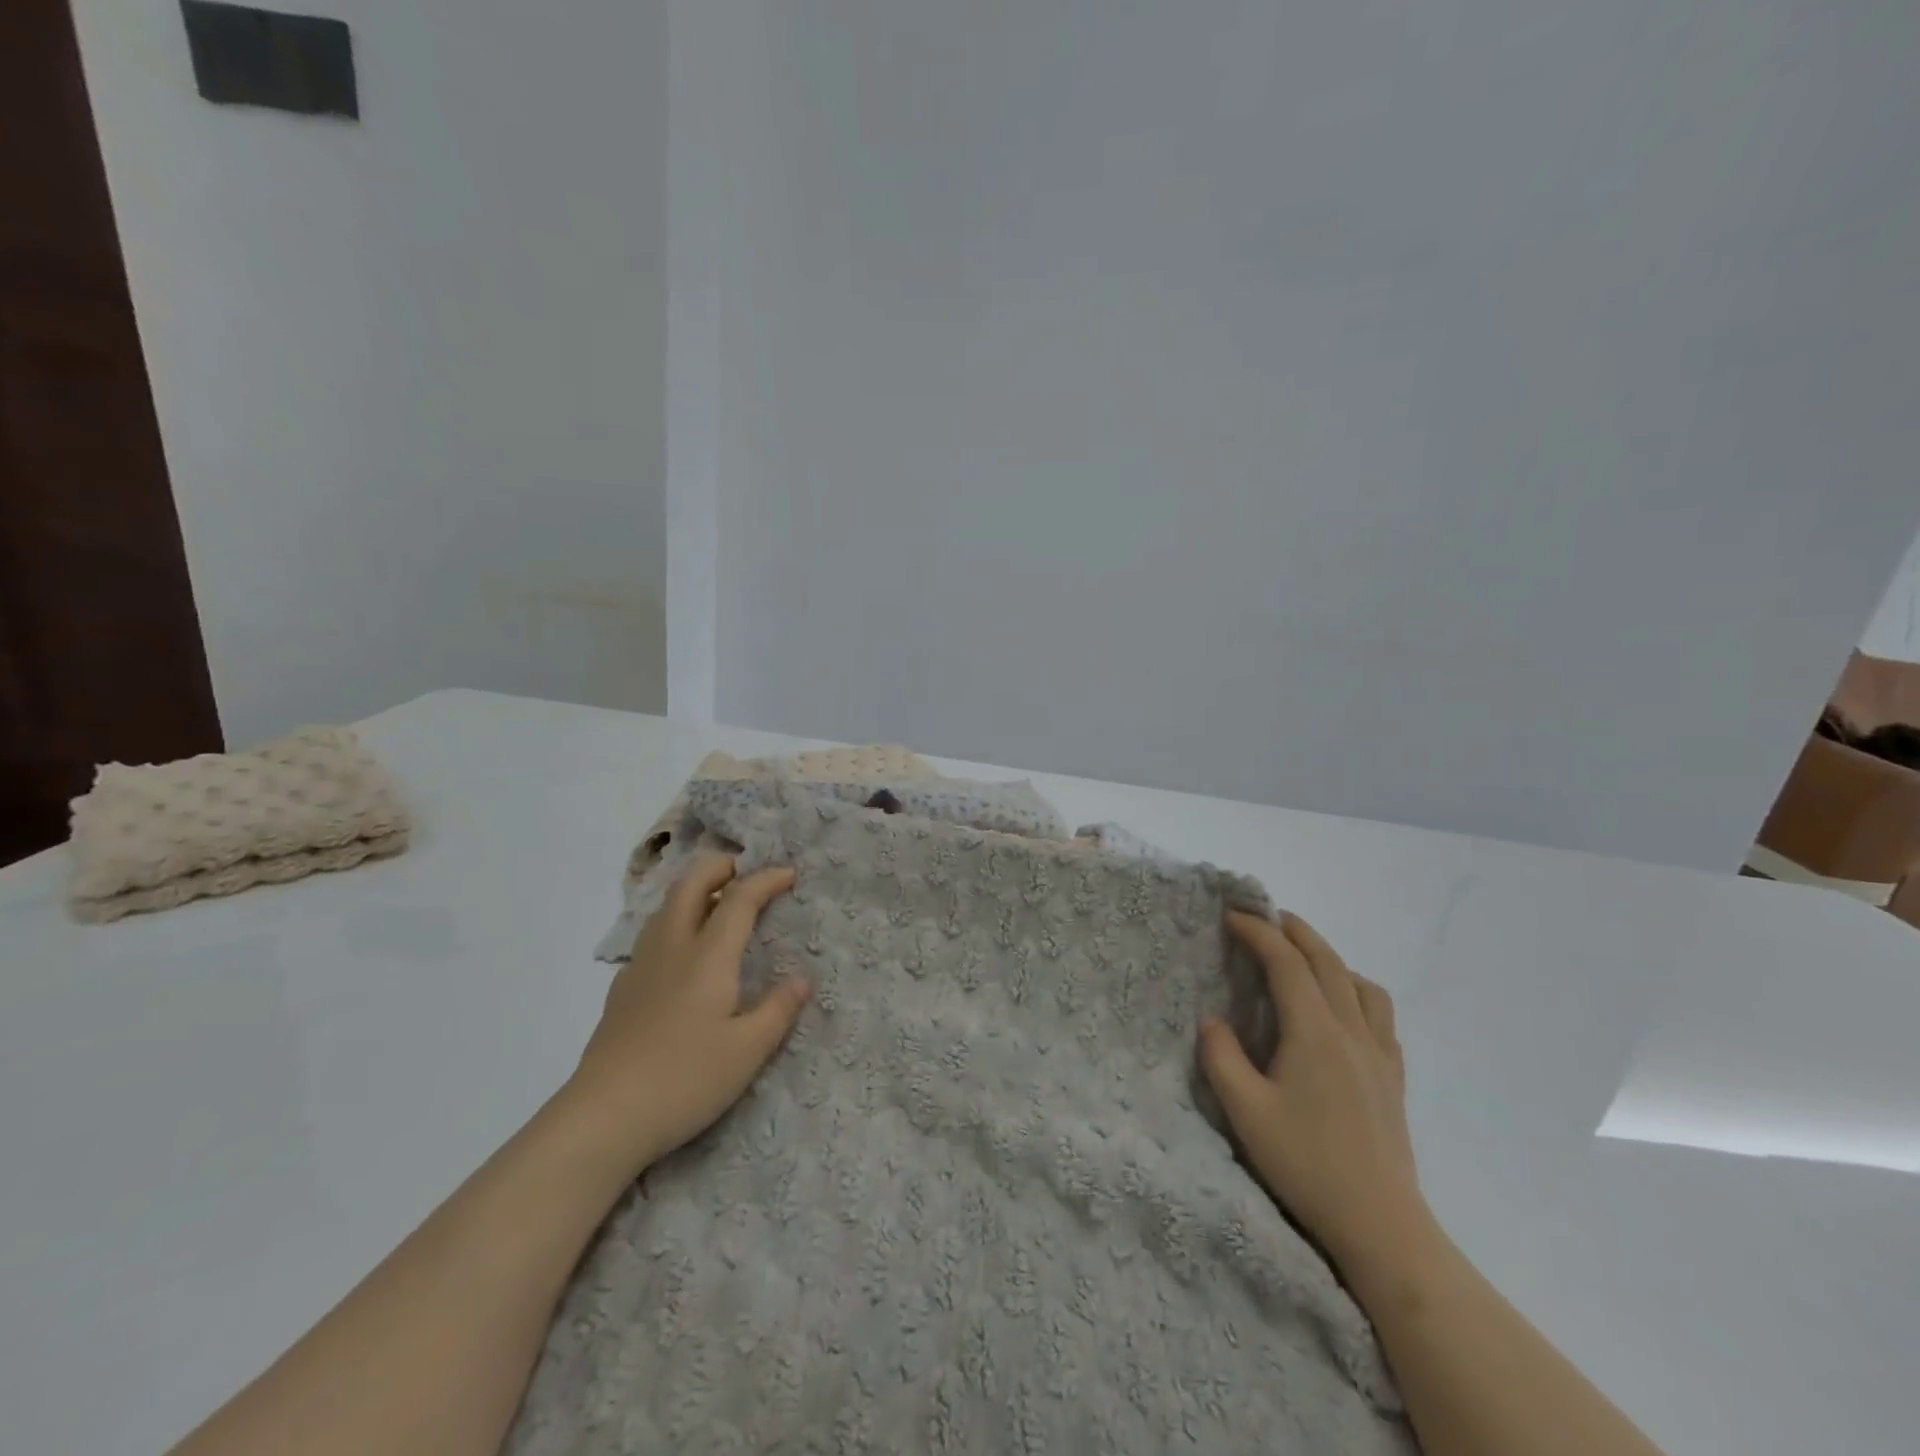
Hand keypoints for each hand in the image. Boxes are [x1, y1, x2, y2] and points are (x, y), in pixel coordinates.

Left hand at [568, 853, 809, 1171]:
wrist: (603, 1117)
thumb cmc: (684, 1080)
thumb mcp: (747, 1051)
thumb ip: (778, 1010)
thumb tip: (802, 979)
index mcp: (708, 956)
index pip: (739, 898)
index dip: (766, 879)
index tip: (789, 874)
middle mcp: (672, 947)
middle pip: (692, 883)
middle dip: (721, 866)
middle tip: (748, 871)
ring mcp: (641, 966)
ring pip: (666, 906)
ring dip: (696, 889)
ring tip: (720, 903)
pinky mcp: (622, 989)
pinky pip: (653, 934)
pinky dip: (677, 920)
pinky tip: (685, 953)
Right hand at [1198, 912, 1434, 1285]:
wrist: (1381, 1225)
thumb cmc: (1306, 1164)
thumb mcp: (1245, 1112)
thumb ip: (1221, 1057)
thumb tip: (1212, 1020)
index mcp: (1314, 1032)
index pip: (1286, 962)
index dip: (1258, 932)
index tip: (1231, 917)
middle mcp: (1351, 1030)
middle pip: (1327, 961)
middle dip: (1295, 931)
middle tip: (1266, 918)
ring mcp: (1379, 1053)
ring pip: (1360, 983)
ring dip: (1329, 957)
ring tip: (1304, 959)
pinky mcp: (1393, 1077)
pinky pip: (1379, 1014)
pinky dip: (1356, 990)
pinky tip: (1343, 1008)